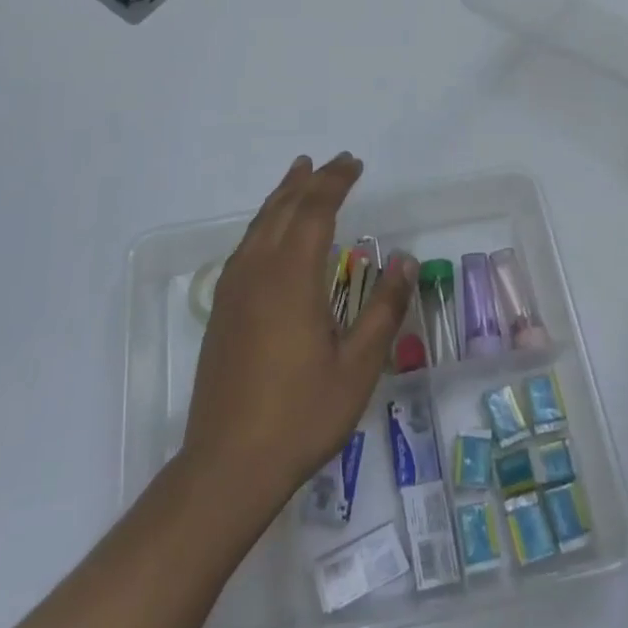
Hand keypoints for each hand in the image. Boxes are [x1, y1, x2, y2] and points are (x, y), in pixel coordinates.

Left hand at [182, 154, 417, 514]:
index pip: (315, 210)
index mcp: (291, 276)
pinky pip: (246, 246)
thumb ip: (383, 308)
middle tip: (334, 162)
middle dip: (310, 180)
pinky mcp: (221, 309)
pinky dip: (264, 222)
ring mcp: (233, 289)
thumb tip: (406, 259)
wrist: (227, 465)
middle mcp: (258, 270)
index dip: (335, 182)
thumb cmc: (301, 415)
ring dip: (282, 196)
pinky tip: (270, 232)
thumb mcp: (358, 366)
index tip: (355, 163)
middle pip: (283, 208)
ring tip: (299, 174)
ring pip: (259, 224)